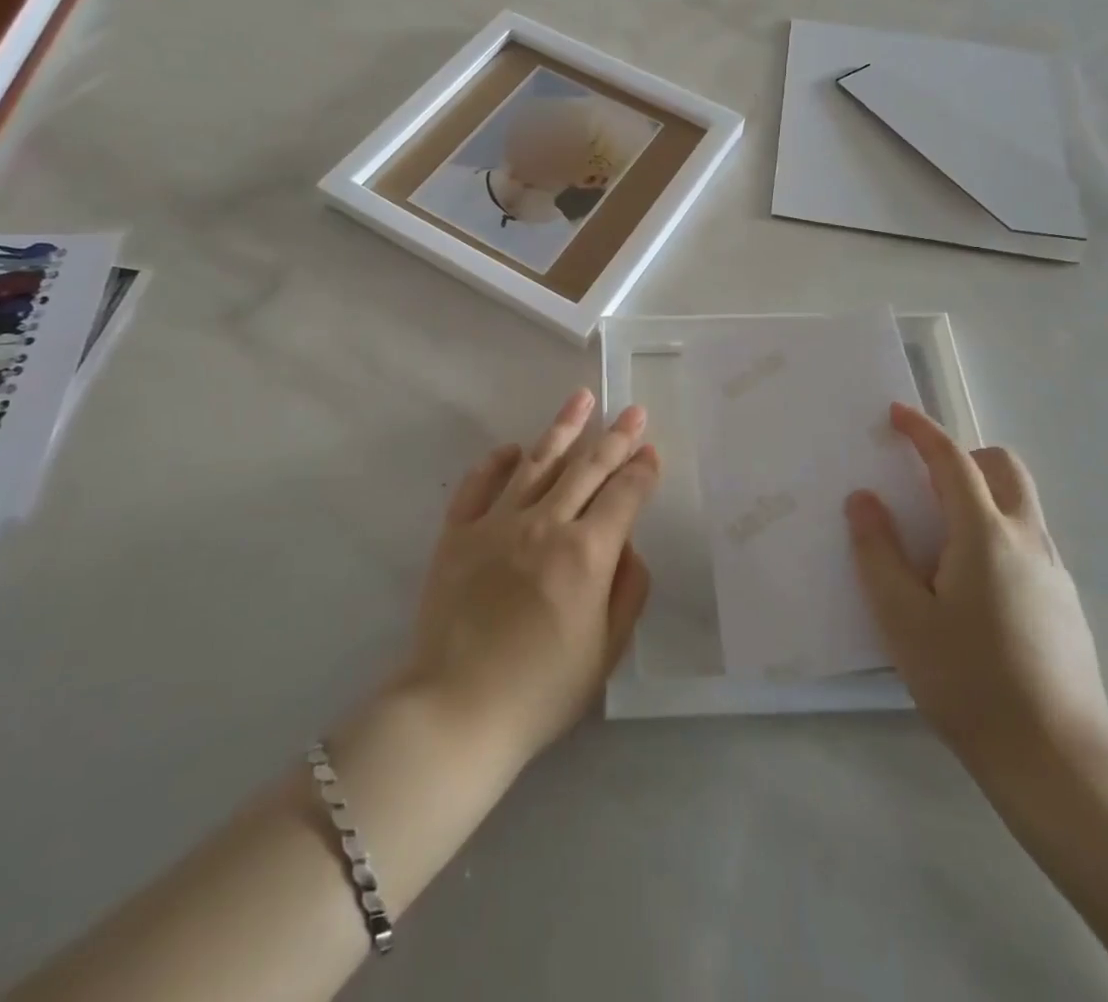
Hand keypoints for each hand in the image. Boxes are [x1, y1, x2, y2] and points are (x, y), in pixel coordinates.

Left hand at [396, 389, 657, 770]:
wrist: (456, 708)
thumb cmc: (542, 689)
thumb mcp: (607, 650)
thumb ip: (628, 589)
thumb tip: (627, 544)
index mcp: (586, 553)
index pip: (624, 495)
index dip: (642, 470)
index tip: (651, 451)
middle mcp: (545, 524)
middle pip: (587, 468)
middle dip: (615, 437)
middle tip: (633, 411)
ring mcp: (497, 523)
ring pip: (537, 462)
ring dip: (563, 428)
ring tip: (581, 398)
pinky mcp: (458, 533)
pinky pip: (479, 484)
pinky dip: (498, 462)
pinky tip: (514, 448)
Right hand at [845, 404, 1107, 777]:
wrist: (1057, 759)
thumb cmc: (968, 681)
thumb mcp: (902, 617)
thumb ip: (878, 551)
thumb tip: (865, 499)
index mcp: (984, 534)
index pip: (953, 460)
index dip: (922, 431)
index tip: (896, 413)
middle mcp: (1027, 540)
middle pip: (1005, 468)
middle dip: (965, 455)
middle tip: (924, 480)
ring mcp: (1053, 573)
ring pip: (1020, 505)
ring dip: (980, 496)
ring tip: (937, 541)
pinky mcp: (1065, 604)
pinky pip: (1026, 542)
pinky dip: (995, 534)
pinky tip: (969, 589)